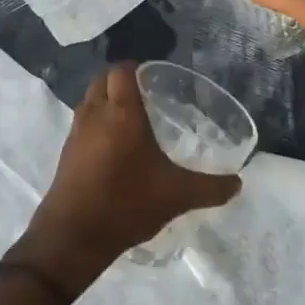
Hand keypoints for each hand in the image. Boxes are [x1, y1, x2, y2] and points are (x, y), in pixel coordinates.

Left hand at [16, 64, 241, 295]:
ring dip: (106, 100)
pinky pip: (82, 122)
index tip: (154, 78)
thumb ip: (209, 187)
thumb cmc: (126, 203)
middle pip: (103, 80)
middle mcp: (96, 113)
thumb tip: (237, 183)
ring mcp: (77, 131)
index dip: (136, 68)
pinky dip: (96, 122)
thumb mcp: (176, 195)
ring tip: (131, 119)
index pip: (122, 70)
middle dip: (121, 81)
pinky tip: (113, 146)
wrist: (74, 235)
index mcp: (122, 112)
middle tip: (145, 96)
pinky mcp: (66, 151)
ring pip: (90, 100)